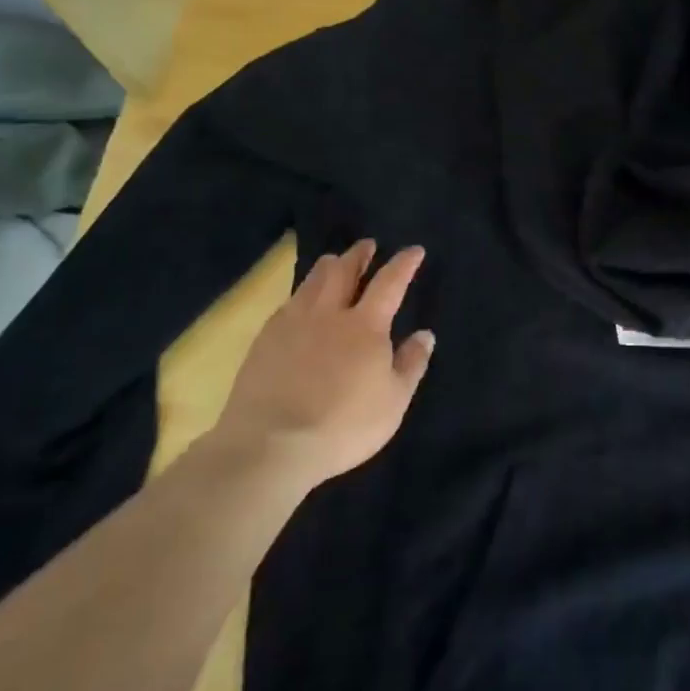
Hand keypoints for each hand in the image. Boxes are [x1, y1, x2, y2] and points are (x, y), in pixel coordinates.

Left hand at [213, 240, 434, 486]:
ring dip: (328, 266)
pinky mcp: (264, 340)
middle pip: (344, 271)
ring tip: (334, 261)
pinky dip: (301, 293)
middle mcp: (329, 313)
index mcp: (366, 325)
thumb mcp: (393, 401)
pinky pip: (288, 303)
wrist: (272, 445)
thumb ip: (411, 364)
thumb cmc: (344, 425)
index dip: (403, 264)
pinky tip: (300, 301)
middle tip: (367, 245)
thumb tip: (424, 334)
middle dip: (359, 255)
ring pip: (312, 281)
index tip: (413, 250)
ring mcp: (293, 323)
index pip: (389, 283)